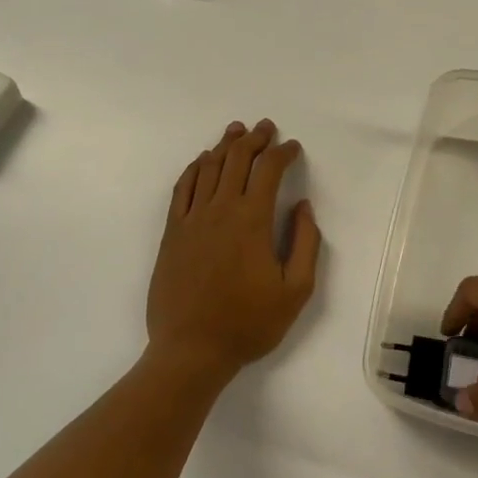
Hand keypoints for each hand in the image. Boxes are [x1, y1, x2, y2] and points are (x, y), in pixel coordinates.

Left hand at [146, 120, 321, 384]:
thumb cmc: (249, 323)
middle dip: (254, 139)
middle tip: (266, 128)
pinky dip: (194, 168)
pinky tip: (202, 161)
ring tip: (236, 131)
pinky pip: (182, 188)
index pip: (268, 171)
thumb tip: (302, 207)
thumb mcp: (296, 291)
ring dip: (224, 146)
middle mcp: (220, 210)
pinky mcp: (172, 233)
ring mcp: (191, 220)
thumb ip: (305, 244)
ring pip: (208, 169)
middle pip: (236, 160)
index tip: (293, 147)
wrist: (191, 350)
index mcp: (252, 221)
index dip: (283, 153)